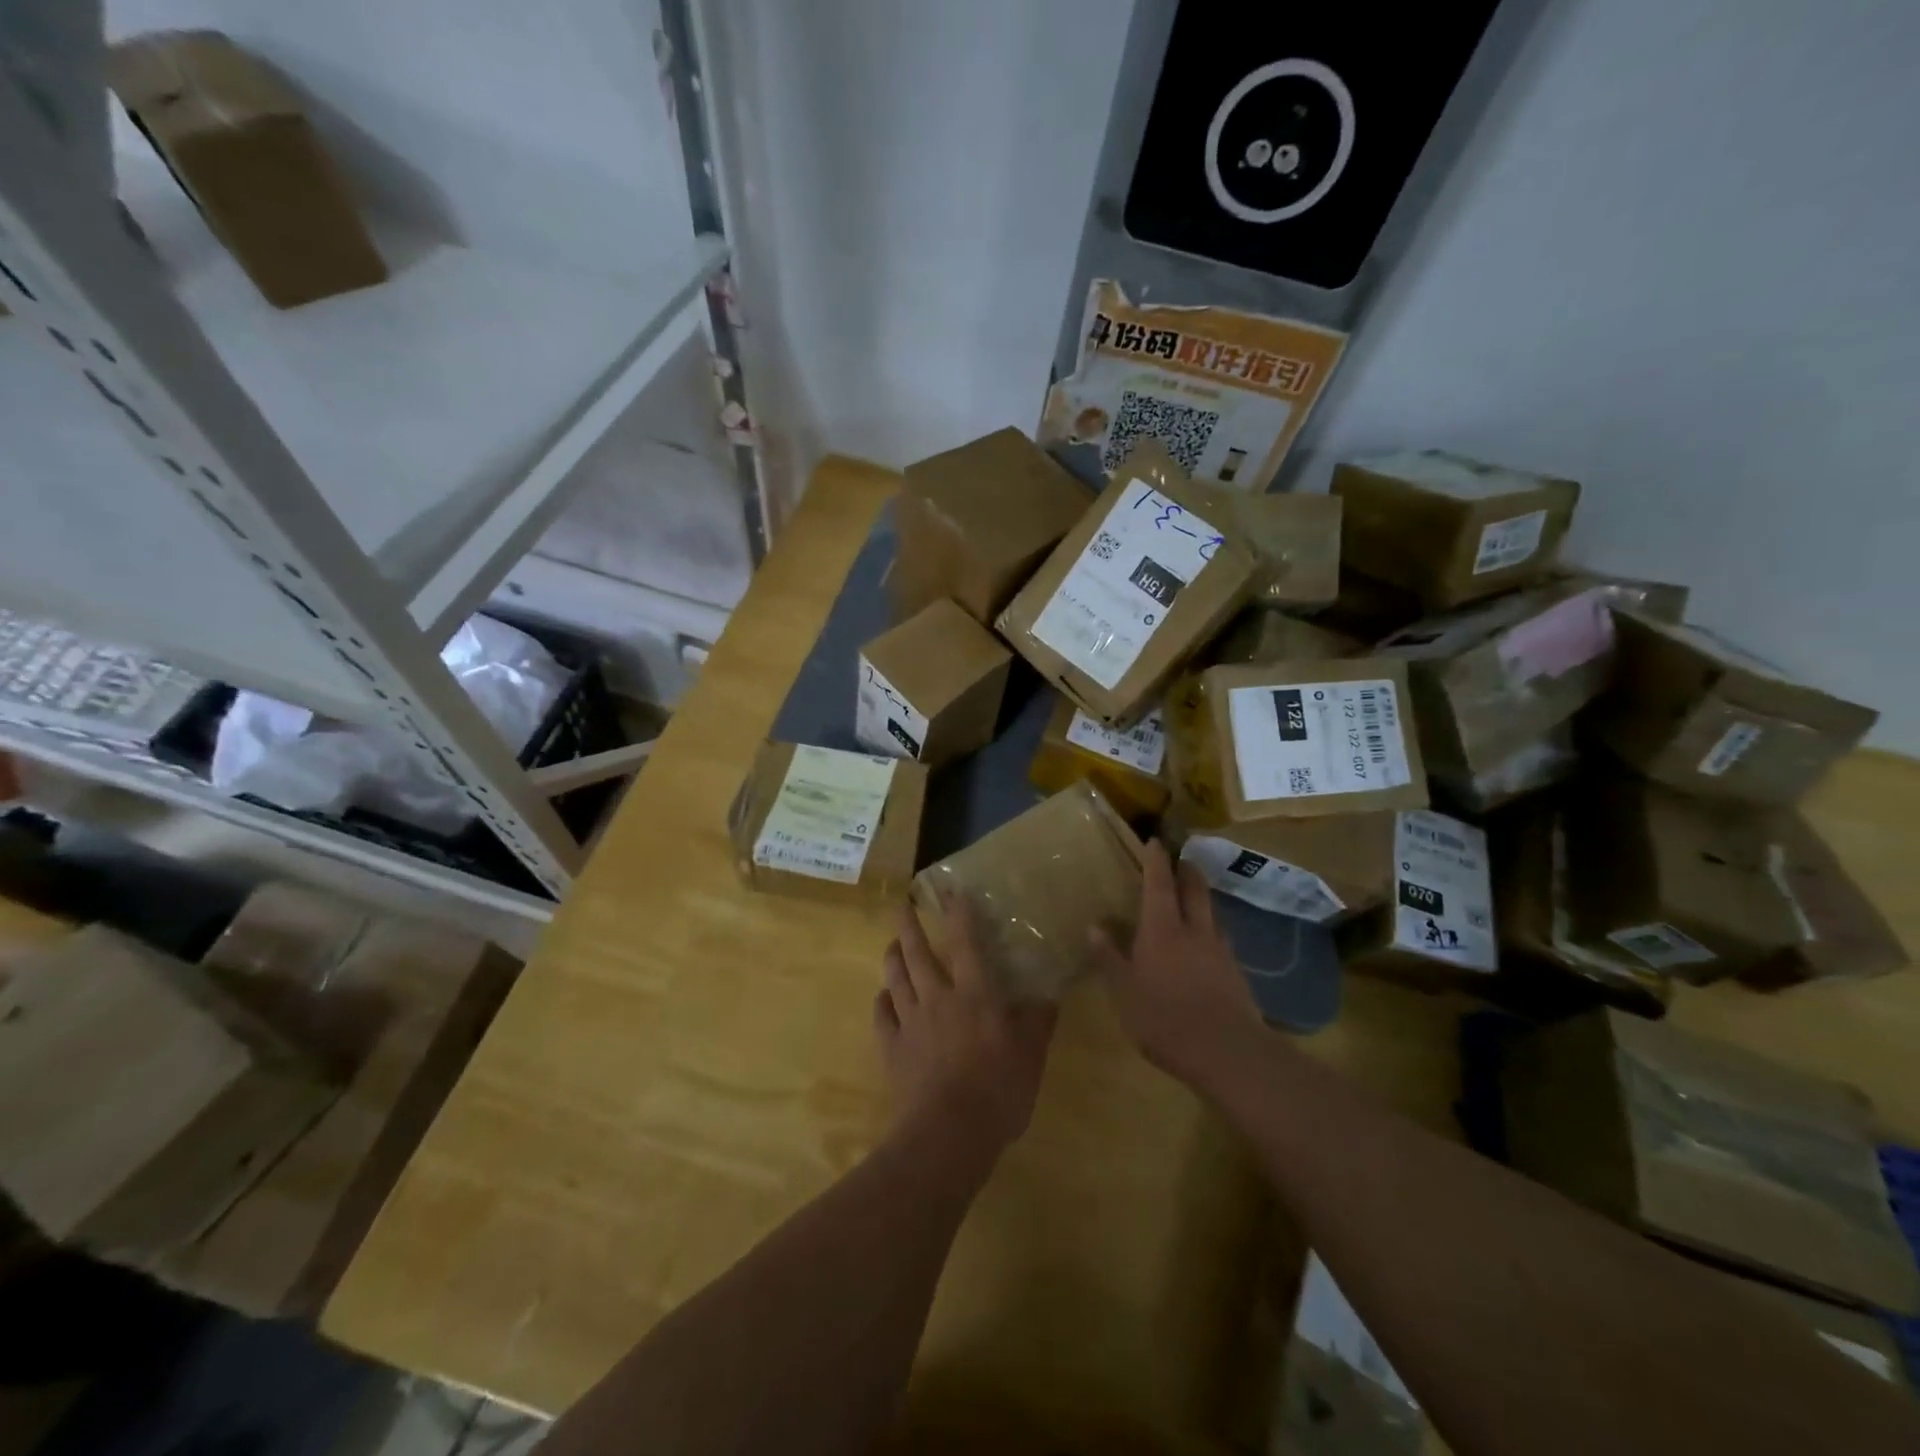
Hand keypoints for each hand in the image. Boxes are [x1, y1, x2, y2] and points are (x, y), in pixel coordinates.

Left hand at [876, 893, 1056, 1168]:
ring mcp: (910, 1023)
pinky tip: (882, 996)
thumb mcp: (1031, 1056)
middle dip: (909, 925)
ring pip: (895, 979)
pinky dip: (881, 1001)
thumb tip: (1050, 992)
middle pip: (917, 953)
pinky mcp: (891, 1049)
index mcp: (974, 994)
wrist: (948, 1133)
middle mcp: (938, 998)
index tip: (949, 890)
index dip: (958, 913)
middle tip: (901, 904)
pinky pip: (881, 1016)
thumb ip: (1039, 1021)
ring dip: (892, 957)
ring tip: (890, 943)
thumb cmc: (998, 1091)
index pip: (965, 942)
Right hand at [1091, 840, 1266, 1089]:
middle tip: (1180, 860)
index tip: (1155, 840)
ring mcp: (1220, 950)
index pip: (1158, 883)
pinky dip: (1211, 930)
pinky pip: (1221, 939)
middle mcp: (1194, 930)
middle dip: (1187, 870)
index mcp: (1162, 929)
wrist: (1227, 1051)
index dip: (1156, 860)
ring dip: (1202, 898)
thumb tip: (1094, 926)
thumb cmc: (1165, 1019)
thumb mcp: (1124, 992)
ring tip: (1193, 898)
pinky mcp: (1236, 972)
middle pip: (1194, 889)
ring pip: (1211, 912)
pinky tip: (1207, 945)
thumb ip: (1109, 958)